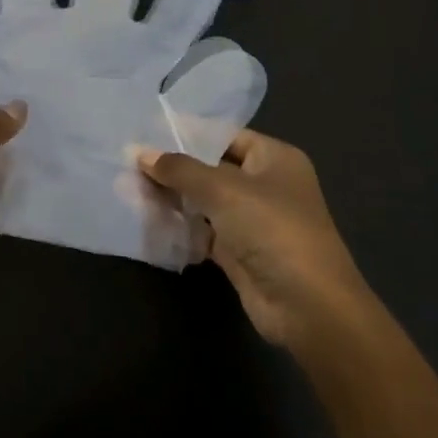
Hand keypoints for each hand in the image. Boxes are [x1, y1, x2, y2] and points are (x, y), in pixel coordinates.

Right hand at [139, 130, 370, 349]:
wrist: (308, 307)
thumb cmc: (272, 229)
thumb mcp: (222, 189)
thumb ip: (179, 169)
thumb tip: (140, 153)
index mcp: (274, 158)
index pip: (224, 135)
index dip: (187, 132)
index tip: (146, 130)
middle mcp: (265, 184)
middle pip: (211, 168)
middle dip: (173, 167)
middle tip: (129, 161)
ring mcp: (253, 220)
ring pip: (204, 200)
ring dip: (172, 197)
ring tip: (129, 187)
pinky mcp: (239, 252)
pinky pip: (203, 230)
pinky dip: (180, 225)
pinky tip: (147, 218)